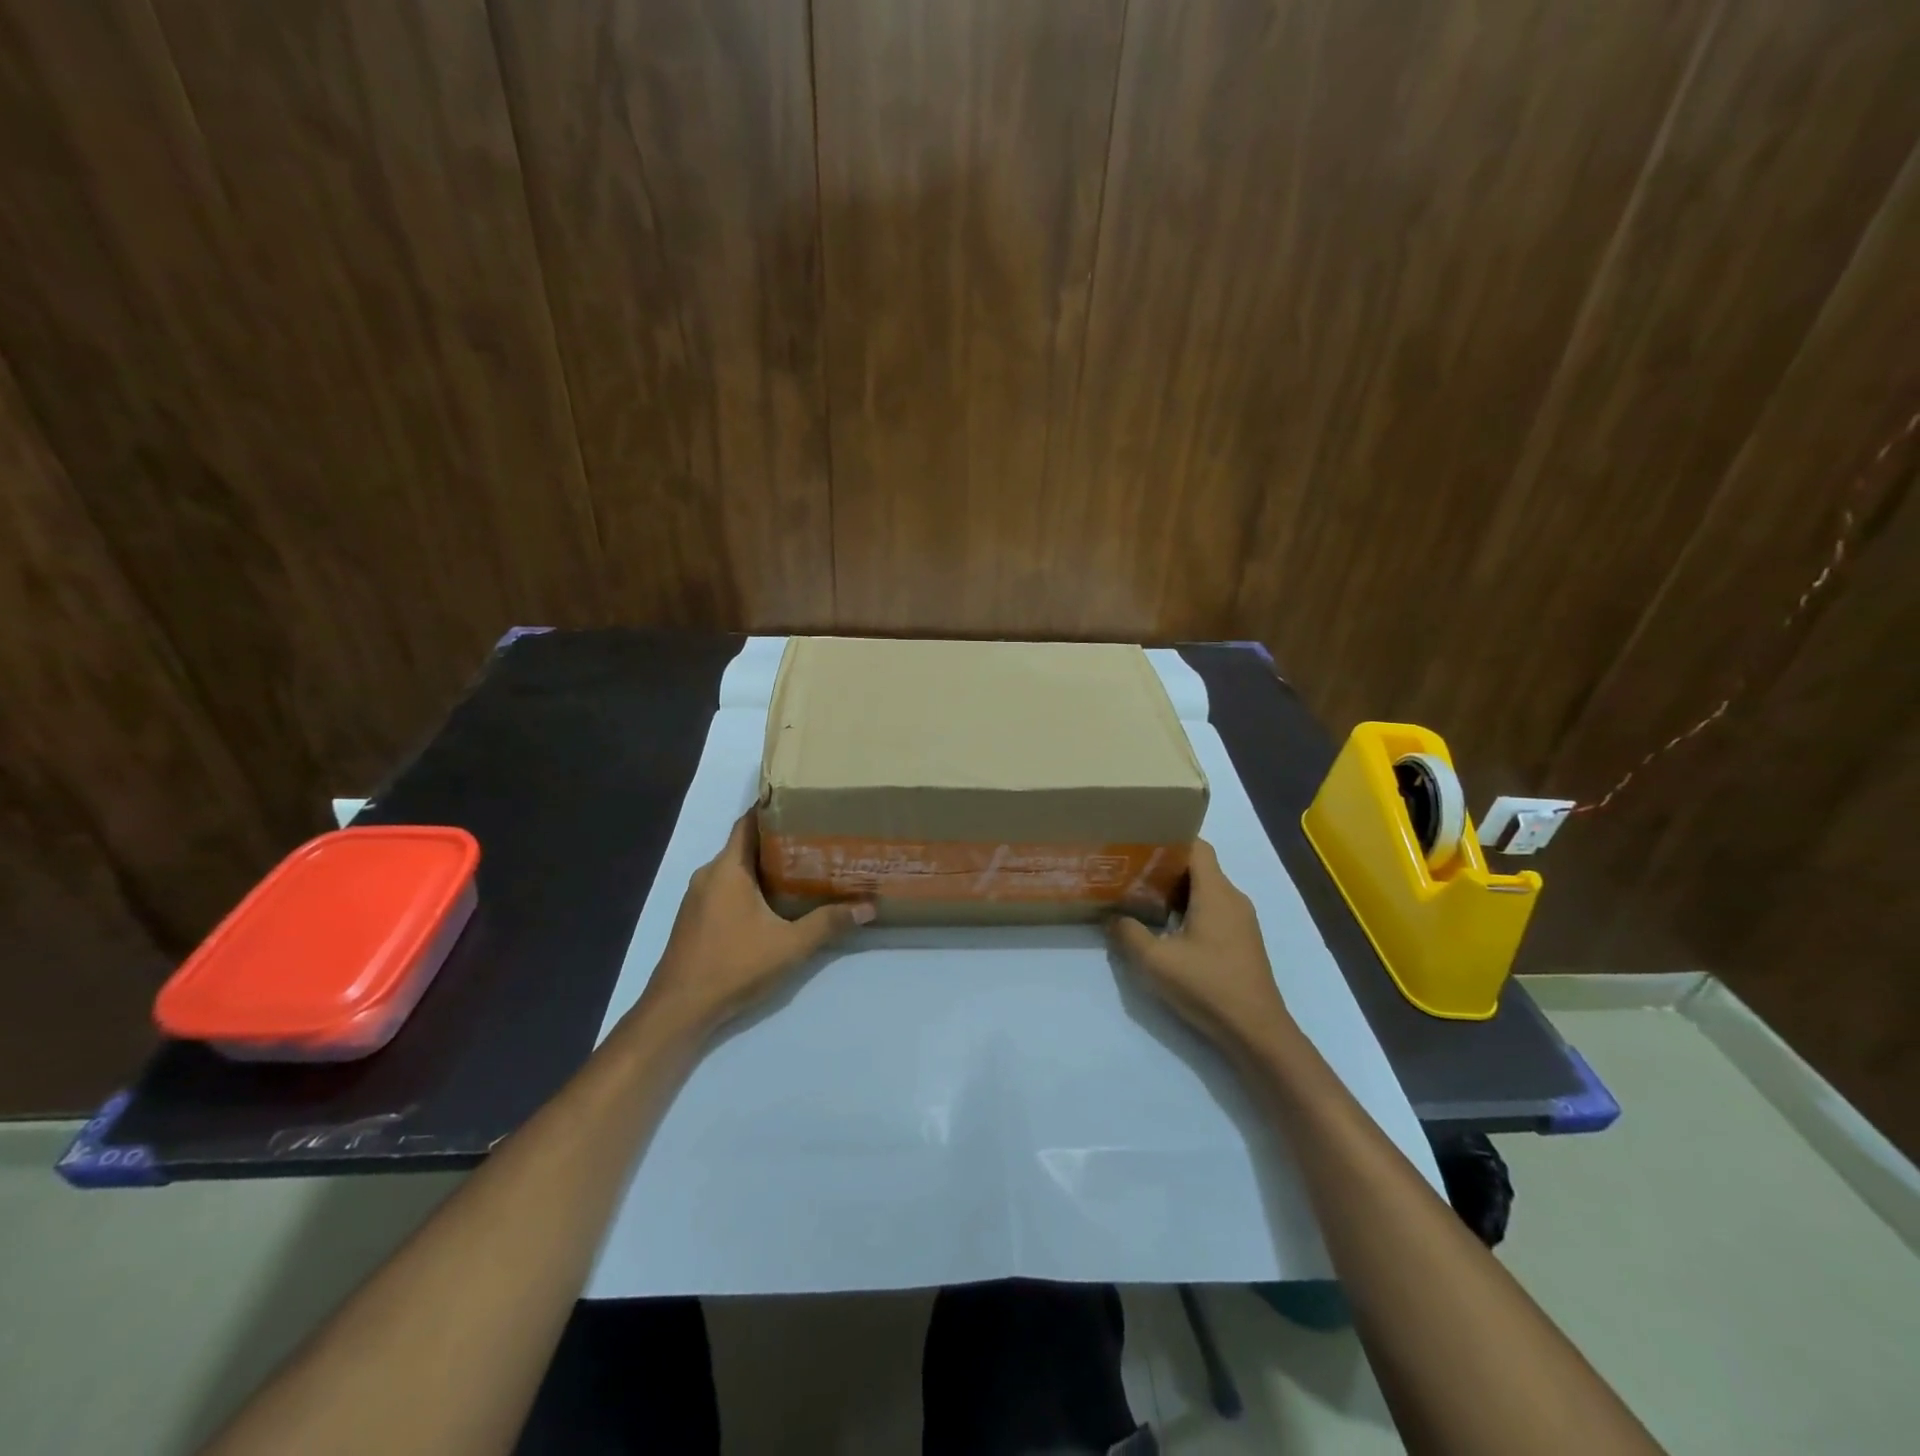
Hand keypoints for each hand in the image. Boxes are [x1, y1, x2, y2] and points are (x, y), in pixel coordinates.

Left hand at [640, 812, 872, 1031]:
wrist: (679, 1011)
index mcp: (727, 869)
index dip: (773, 809)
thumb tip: (868, 907)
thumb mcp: (790, 946)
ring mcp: (698, 898)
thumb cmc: (733, 966)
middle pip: (745, 845)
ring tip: (804, 868)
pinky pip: (727, 889)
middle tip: (816, 838)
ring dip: (765, 867)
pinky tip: (776, 903)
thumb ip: (828, 923)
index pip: (749, 823)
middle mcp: (709, 875)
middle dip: (778, 841)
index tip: (803, 803)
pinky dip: (750, 887)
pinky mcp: (696, 919)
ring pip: (736, 870)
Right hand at [1108, 840, 1294, 1052]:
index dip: (1170, 840)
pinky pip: (1213, 911)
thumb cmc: (1208, 986)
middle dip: (1165, 866)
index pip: (1197, 847)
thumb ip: (1129, 933)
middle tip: (1131, 871)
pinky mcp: (1242, 942)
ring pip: (1205, 891)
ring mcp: (1241, 922)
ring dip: (1176, 892)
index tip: (1139, 844)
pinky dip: (1189, 910)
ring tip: (1141, 898)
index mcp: (1216, 893)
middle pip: (1199, 868)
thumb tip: (1113, 918)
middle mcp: (1233, 899)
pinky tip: (1166, 929)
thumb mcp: (1155, 961)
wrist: (1256, 1032)